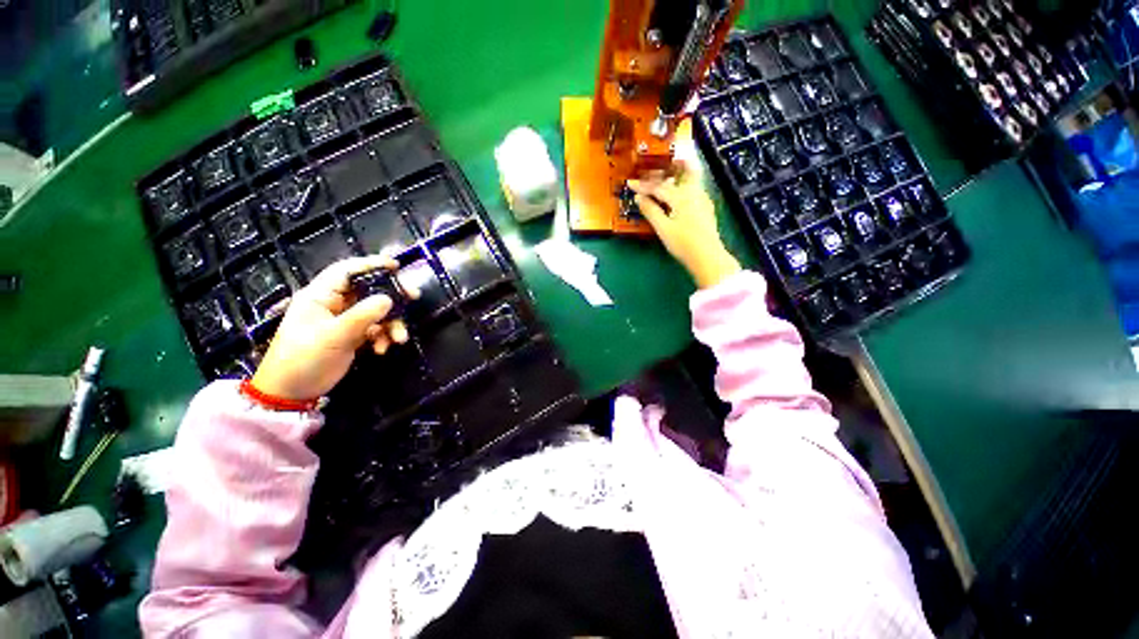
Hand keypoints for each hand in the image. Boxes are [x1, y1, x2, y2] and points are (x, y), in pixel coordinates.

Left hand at [251, 256, 415, 400]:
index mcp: (320, 297)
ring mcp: (344, 320)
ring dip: (391, 323)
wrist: (291, 392)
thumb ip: (362, 316)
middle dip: (392, 296)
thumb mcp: (333, 337)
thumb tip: (389, 298)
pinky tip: (382, 349)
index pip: (347, 271)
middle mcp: (333, 304)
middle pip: (368, 290)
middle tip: (413, 297)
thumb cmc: (303, 359)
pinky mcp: (351, 335)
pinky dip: (383, 336)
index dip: (371, 264)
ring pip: (376, 312)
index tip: (396, 265)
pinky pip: (375, 328)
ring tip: (399, 339)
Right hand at [627, 159, 740, 288]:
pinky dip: (683, 185)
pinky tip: (678, 194)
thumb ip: (651, 211)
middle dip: (669, 166)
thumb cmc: (683, 243)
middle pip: (682, 172)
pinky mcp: (705, 208)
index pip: (658, 187)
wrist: (707, 257)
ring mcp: (702, 199)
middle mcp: (694, 192)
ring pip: (690, 179)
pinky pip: (693, 188)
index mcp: (681, 196)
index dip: (643, 185)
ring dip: (677, 174)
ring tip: (668, 173)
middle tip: (658, 162)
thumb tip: (638, 198)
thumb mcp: (663, 228)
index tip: (630, 182)